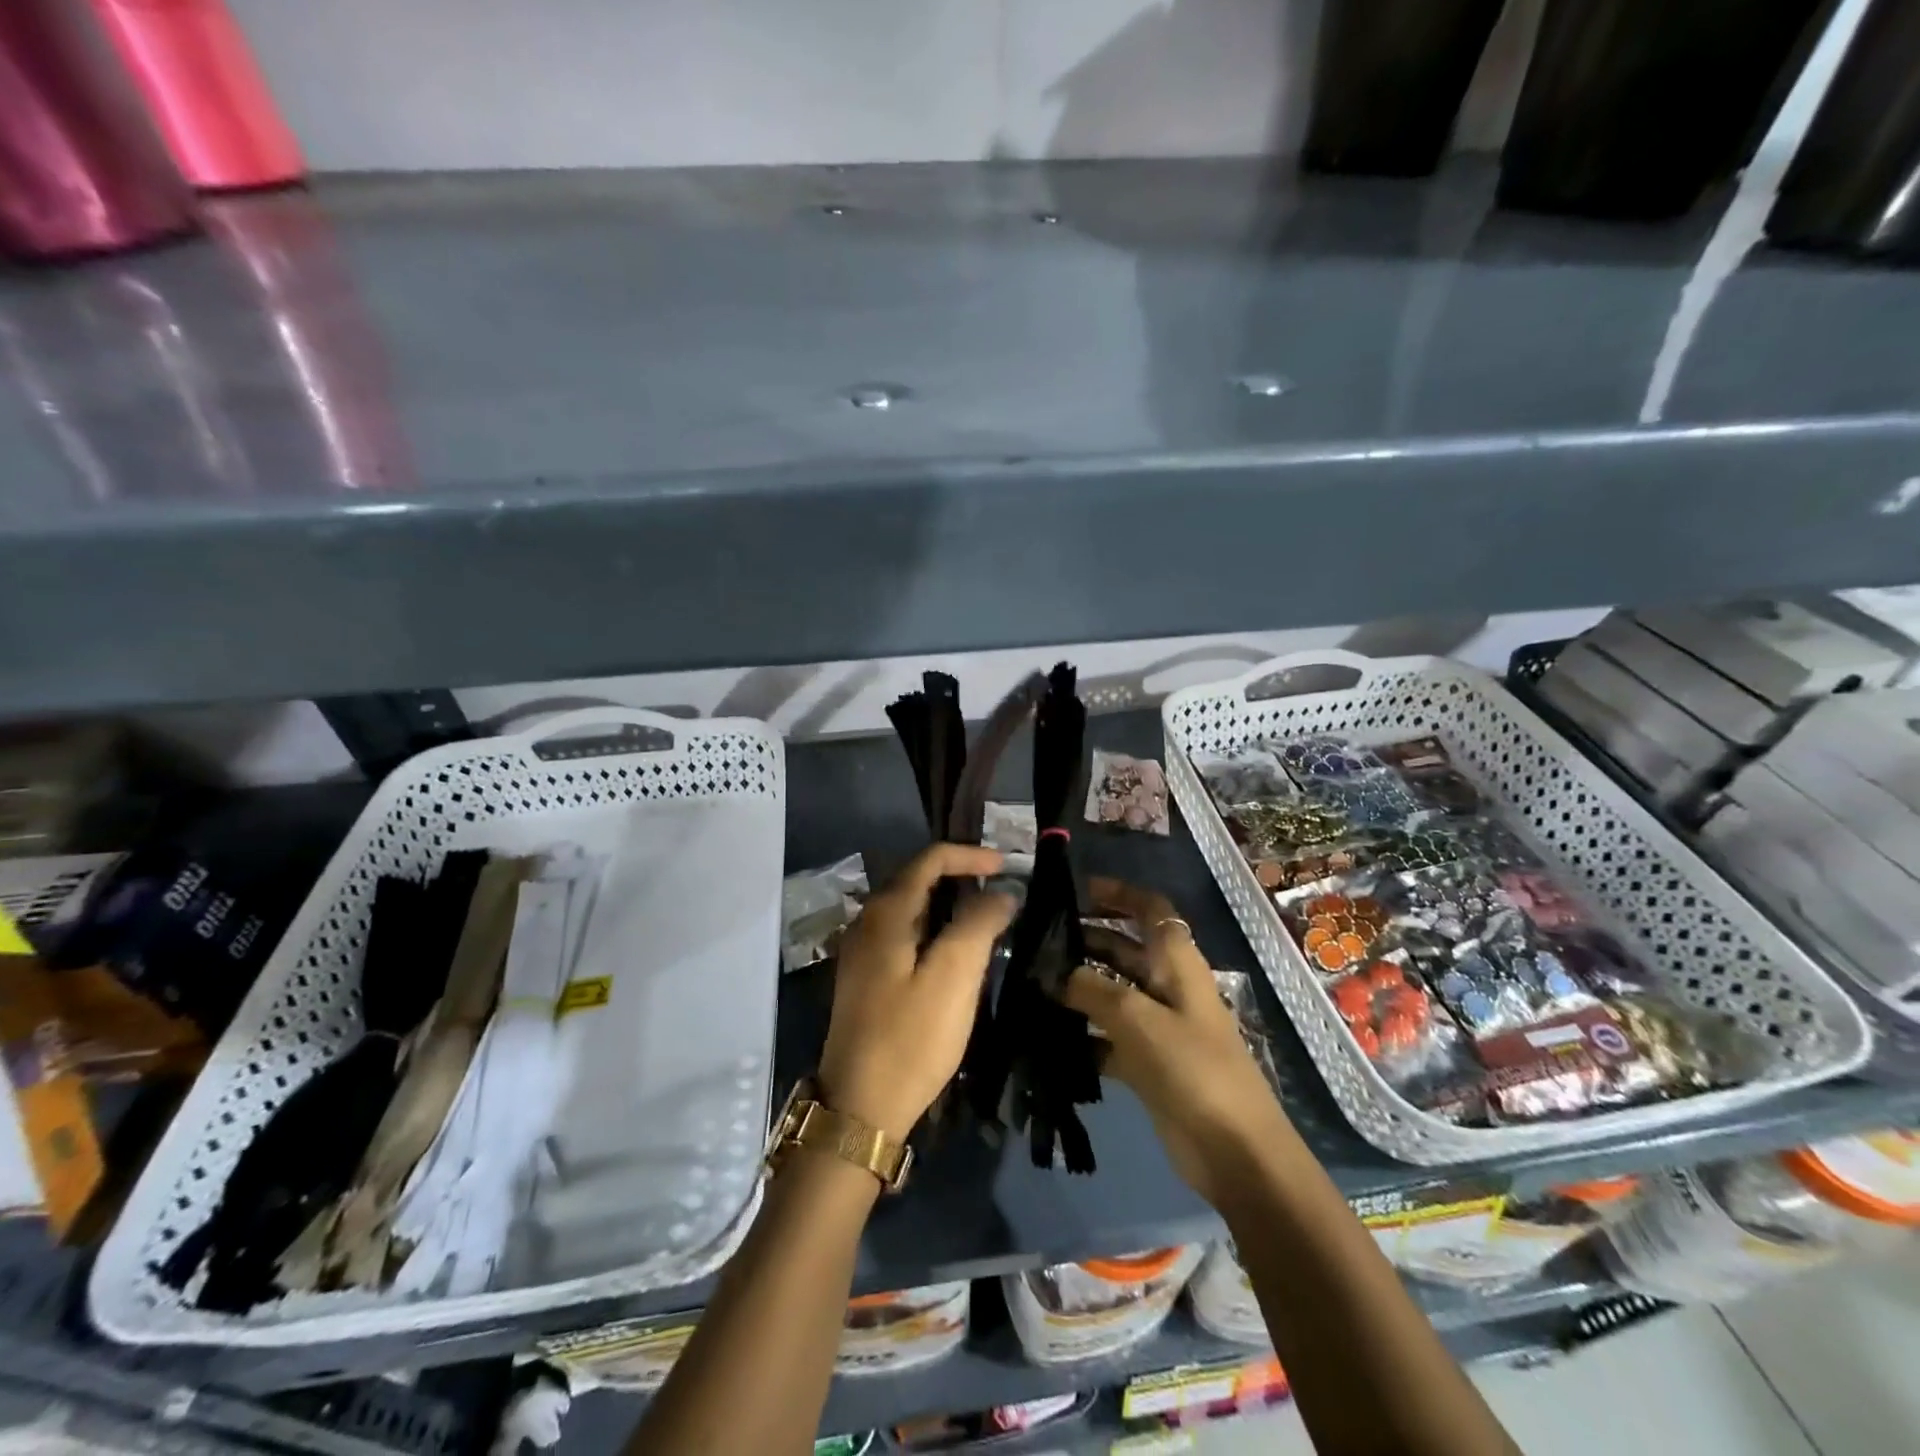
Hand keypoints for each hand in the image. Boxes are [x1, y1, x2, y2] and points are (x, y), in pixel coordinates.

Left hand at [818, 844, 1015, 1140]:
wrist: (859, 1108)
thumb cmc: (910, 1038)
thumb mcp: (954, 977)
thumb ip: (979, 924)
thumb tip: (1001, 891)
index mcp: (885, 914)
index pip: (929, 860)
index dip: (969, 855)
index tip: (1007, 866)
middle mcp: (866, 922)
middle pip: (916, 879)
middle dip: (959, 876)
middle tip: (1000, 890)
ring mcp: (861, 952)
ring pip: (910, 908)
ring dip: (948, 904)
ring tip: (985, 918)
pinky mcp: (865, 978)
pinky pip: (904, 934)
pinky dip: (933, 928)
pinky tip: (954, 951)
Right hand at [1062, 877, 1290, 1207]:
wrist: (1235, 1152)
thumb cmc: (1192, 1068)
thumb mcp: (1138, 1019)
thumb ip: (1092, 989)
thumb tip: (1052, 973)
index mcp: (1177, 962)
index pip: (1150, 909)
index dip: (1118, 893)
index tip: (1076, 890)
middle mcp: (1168, 986)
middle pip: (1124, 949)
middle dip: (1085, 940)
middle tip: (1036, 941)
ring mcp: (1159, 1025)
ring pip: (1112, 993)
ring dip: (1078, 988)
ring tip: (1031, 984)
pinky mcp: (1148, 1063)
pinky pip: (1108, 1037)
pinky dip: (1083, 1034)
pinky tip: (1048, 1037)